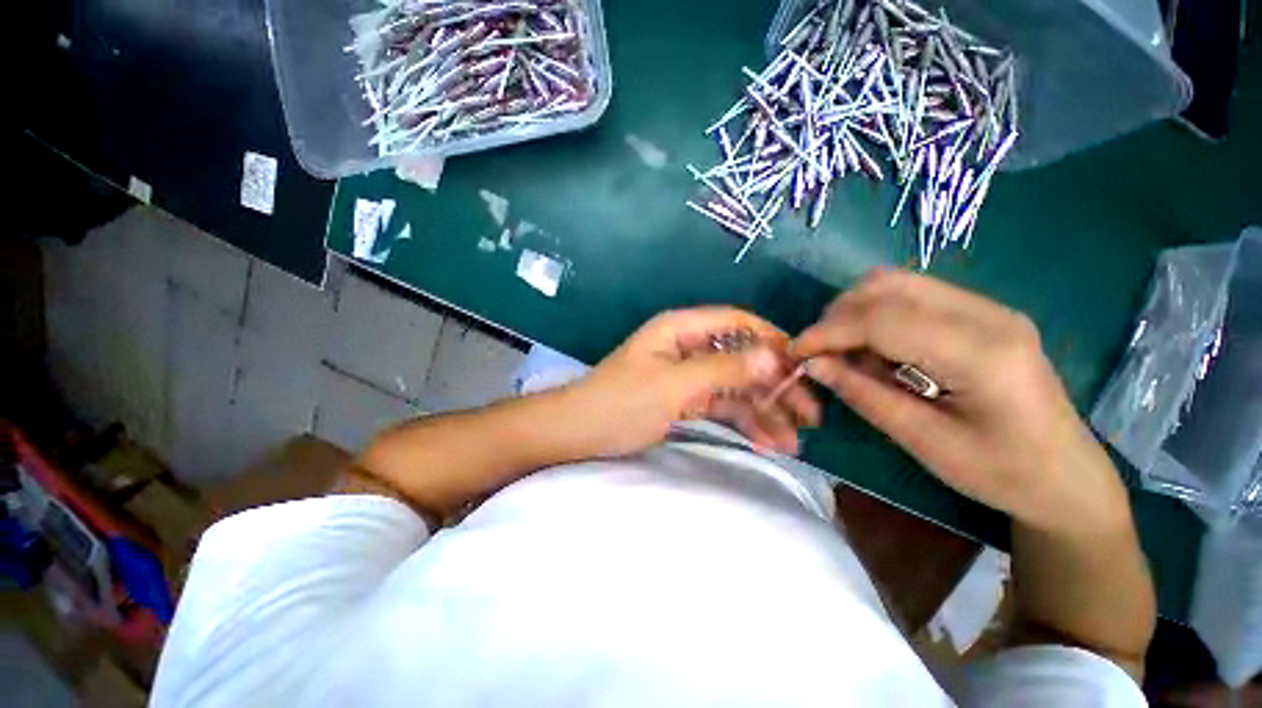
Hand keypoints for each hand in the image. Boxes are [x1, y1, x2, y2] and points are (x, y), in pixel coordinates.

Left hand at [563, 307, 820, 456]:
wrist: (578, 433)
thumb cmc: (621, 403)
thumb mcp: (673, 384)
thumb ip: (723, 369)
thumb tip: (775, 358)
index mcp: (682, 330)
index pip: (737, 323)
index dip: (772, 340)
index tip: (805, 366)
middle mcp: (688, 347)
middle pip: (742, 358)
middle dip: (775, 385)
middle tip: (810, 415)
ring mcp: (687, 375)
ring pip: (735, 386)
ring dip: (763, 410)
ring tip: (792, 441)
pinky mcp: (684, 400)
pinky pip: (720, 406)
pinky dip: (742, 421)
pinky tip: (765, 441)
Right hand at [793, 268, 1128, 534]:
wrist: (1067, 475)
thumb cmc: (1001, 472)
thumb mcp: (924, 442)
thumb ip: (864, 395)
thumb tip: (813, 365)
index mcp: (981, 353)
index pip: (883, 319)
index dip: (828, 332)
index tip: (796, 353)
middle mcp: (987, 314)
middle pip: (888, 286)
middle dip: (837, 315)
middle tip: (818, 353)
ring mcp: (987, 308)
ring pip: (896, 283)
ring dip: (854, 311)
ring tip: (843, 351)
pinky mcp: (980, 313)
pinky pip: (911, 296)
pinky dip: (876, 315)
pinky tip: (874, 348)